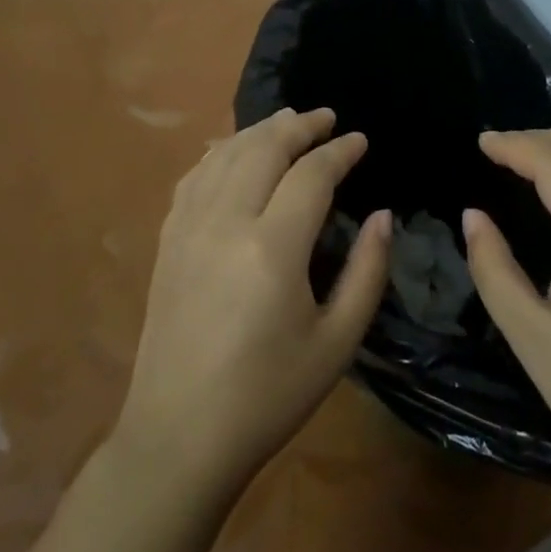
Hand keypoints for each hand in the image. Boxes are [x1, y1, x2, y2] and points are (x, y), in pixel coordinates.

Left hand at [116, 107, 391, 496]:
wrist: (180, 434)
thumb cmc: (268, 395)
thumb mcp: (337, 342)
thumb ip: (366, 272)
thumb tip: (383, 218)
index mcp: (272, 248)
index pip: (311, 175)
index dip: (339, 151)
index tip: (360, 141)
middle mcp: (226, 222)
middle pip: (263, 148)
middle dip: (299, 126)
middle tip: (326, 118)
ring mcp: (188, 228)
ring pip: (225, 155)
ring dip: (259, 131)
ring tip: (286, 122)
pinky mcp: (167, 240)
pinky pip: (194, 177)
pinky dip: (220, 153)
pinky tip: (233, 153)